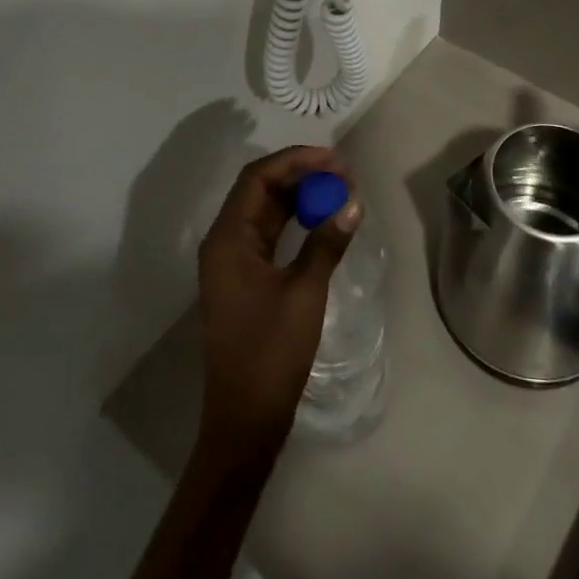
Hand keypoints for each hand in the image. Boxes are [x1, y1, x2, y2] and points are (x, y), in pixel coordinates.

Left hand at [194, 146, 360, 467]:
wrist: (245, 419)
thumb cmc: (270, 352)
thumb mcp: (305, 292)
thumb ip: (327, 242)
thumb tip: (353, 204)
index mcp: (228, 238)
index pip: (258, 177)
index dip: (296, 160)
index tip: (334, 159)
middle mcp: (225, 242)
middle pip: (260, 188)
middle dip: (300, 174)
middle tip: (342, 173)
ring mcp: (233, 261)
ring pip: (266, 210)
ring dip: (299, 196)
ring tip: (338, 190)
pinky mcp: (245, 278)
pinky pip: (269, 232)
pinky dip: (295, 220)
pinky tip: (322, 219)